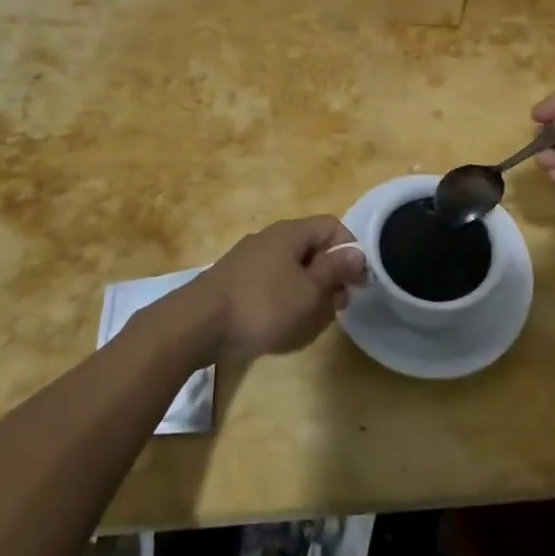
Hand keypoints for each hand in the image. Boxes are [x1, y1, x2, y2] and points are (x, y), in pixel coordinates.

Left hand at [184, 216, 366, 363]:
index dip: (350, 250)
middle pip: (312, 249)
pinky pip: (271, 286)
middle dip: (329, 278)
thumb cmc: (262, 305)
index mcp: (290, 233)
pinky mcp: (235, 283)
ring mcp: (249, 261)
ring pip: (292, 271)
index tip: (358, 282)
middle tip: (335, 307)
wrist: (196, 325)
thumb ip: (335, 270)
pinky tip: (281, 328)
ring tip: (309, 324)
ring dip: (307, 294)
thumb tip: (357, 253)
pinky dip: (283, 303)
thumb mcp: (308, 291)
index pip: (332, 226)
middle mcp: (270, 239)